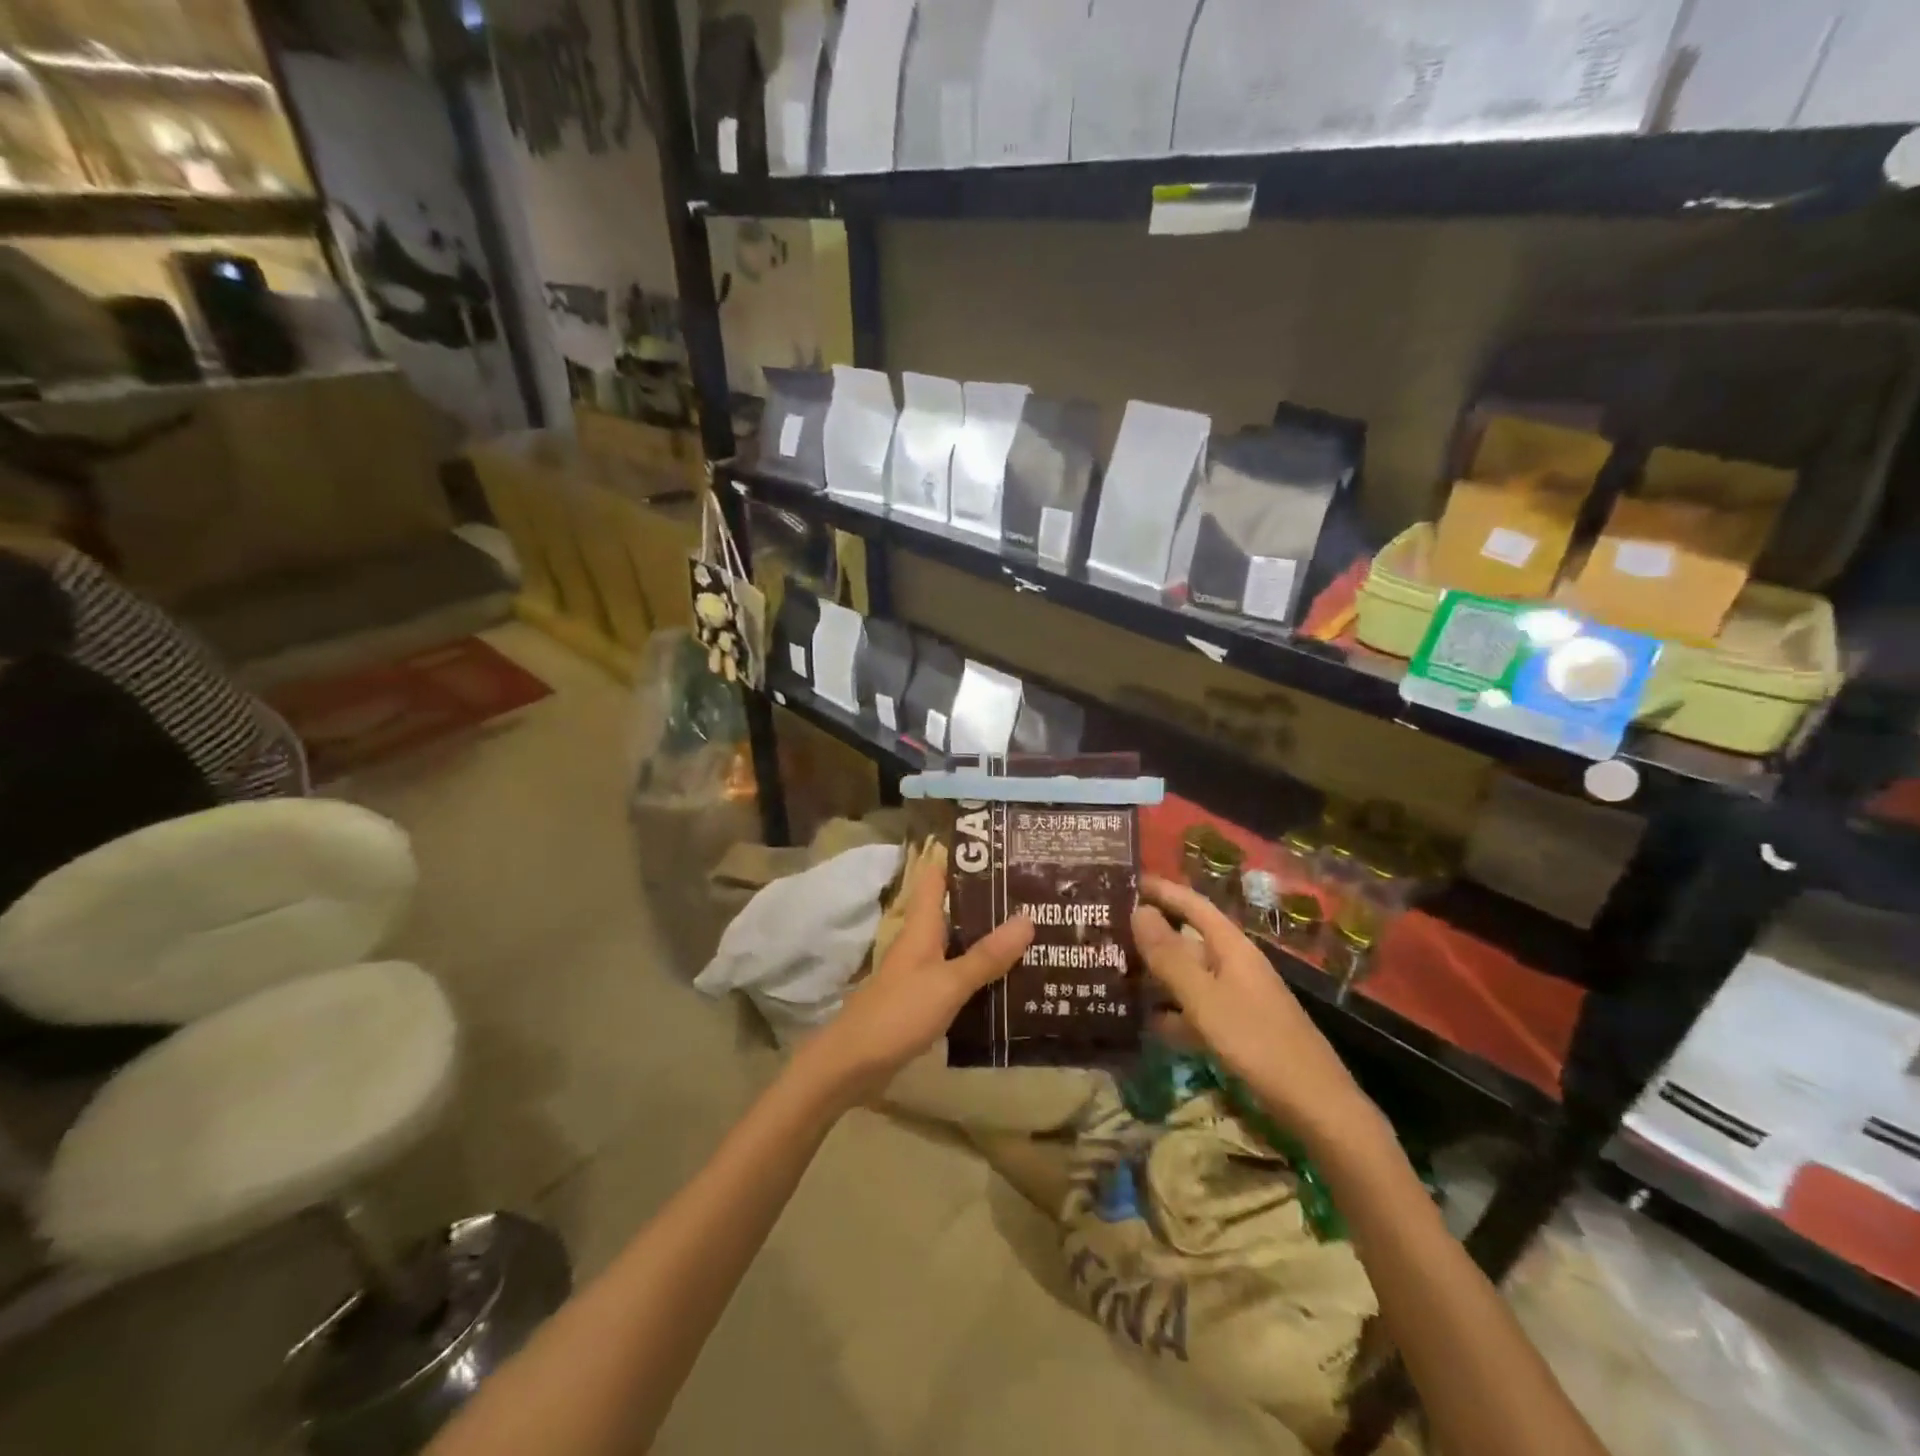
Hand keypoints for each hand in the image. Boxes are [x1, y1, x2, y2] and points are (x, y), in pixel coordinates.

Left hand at [798, 850, 1032, 1103]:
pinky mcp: (922, 1000)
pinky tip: (1007, 982)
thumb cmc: (899, 1012)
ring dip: (987, 940)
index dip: (962, 860)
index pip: (936, 878)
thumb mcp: (949, 983)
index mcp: (921, 927)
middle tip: (1033, 896)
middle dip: (988, 904)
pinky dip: (979, 974)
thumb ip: (986, 955)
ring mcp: (919, 972)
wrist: (853, 1063)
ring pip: (958, 945)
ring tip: (1031, 936)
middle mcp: (920, 942)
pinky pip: (956, 976)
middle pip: (954, 911)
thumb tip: (1028, 918)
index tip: (999, 850)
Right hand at [1131, 875, 1383, 1151]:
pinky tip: (1143, 1023)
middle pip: (1188, 938)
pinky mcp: (1237, 1030)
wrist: (1315, 1105)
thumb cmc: (1256, 1042)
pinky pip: (1195, 1009)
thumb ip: (1169, 955)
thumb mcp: (1204, 997)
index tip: (1125, 880)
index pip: (1193, 905)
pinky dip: (1170, 1012)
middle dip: (1151, 932)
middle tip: (1106, 929)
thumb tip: (1138, 910)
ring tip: (1114, 972)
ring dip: (1156, 973)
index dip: (1162, 890)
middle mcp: (1234, 965)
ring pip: (1188, 975)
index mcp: (1231, 947)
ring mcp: (1237, 998)